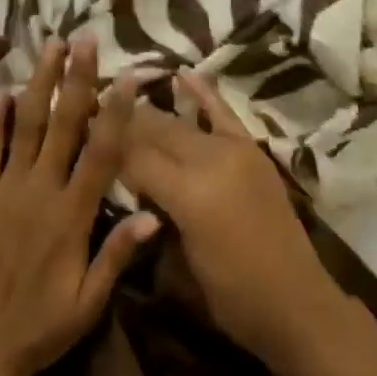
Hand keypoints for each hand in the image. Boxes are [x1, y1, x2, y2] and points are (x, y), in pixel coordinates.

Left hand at [0, 38, 158, 375]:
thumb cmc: (43, 326)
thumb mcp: (89, 301)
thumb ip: (118, 253)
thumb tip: (155, 213)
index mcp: (72, 215)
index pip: (101, 151)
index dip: (116, 111)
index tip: (127, 75)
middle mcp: (40, 191)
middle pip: (63, 124)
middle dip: (76, 78)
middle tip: (85, 37)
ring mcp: (5, 190)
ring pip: (25, 125)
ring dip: (39, 83)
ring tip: (50, 46)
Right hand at [120, 74, 347, 370]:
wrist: (296, 302)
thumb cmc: (232, 298)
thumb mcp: (179, 266)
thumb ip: (154, 217)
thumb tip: (131, 184)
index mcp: (189, 195)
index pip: (135, 158)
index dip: (106, 144)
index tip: (80, 129)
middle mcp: (210, 161)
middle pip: (156, 132)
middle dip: (122, 122)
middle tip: (91, 111)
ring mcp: (234, 150)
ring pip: (182, 123)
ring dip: (151, 112)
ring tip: (121, 98)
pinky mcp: (252, 149)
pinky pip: (222, 113)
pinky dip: (202, 92)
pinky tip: (181, 73)